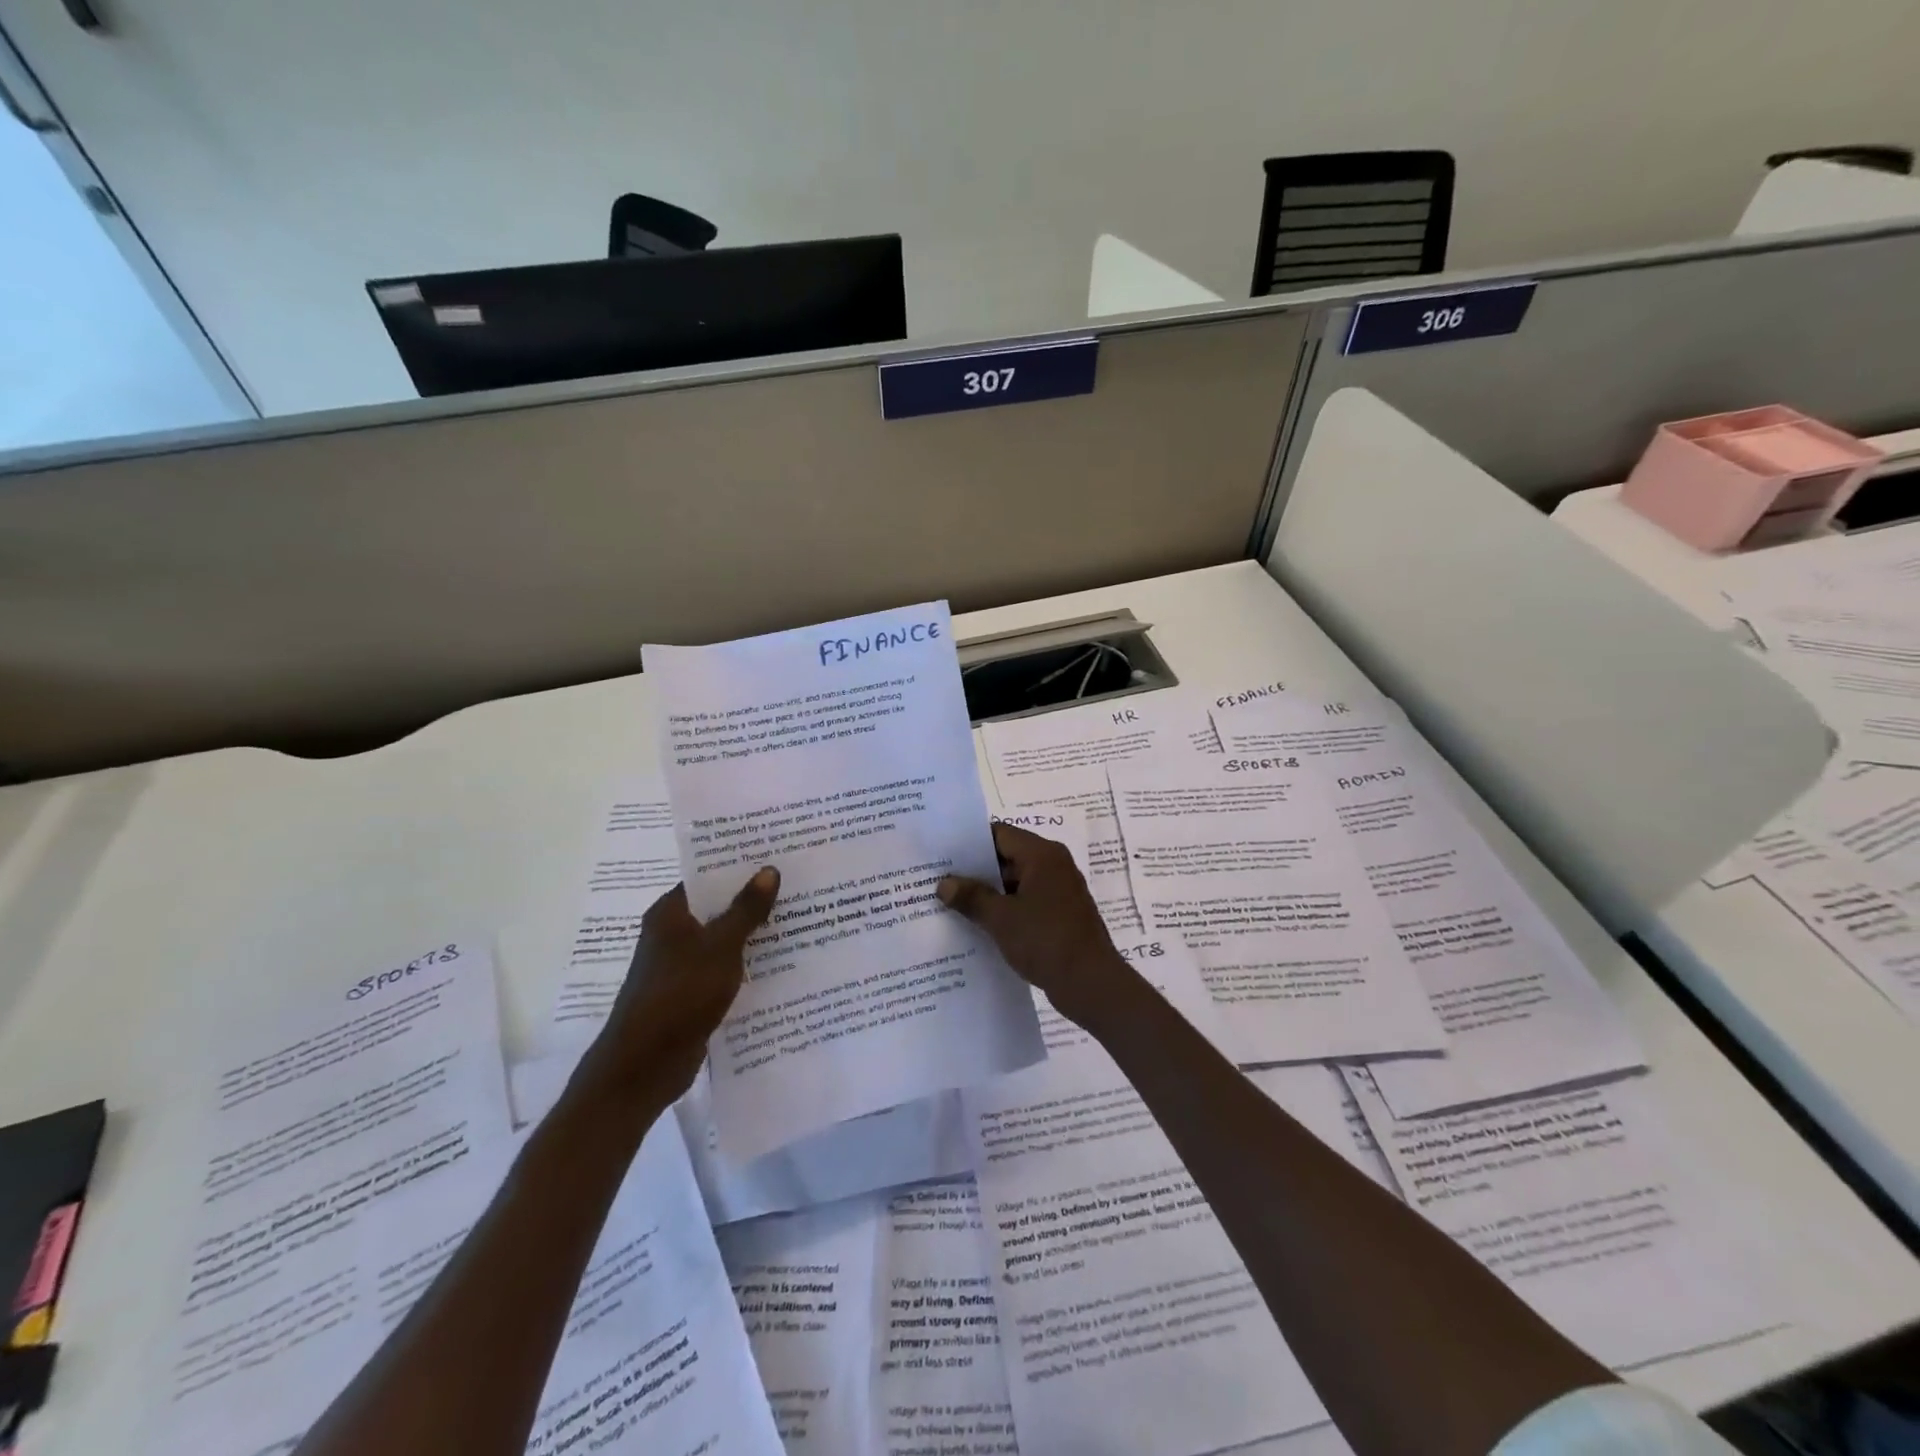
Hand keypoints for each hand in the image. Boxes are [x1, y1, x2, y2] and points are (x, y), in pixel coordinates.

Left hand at [575, 868, 779, 1111]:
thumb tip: (769, 870)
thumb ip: (746, 909)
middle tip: (799, 886)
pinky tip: (781, 964)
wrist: (644, 1066)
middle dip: (754, 900)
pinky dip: (747, 965)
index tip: (777, 857)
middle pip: (718, 908)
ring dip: (754, 934)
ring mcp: (680, 966)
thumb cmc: (679, 995)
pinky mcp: (691, 994)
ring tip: (800, 920)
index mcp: (670, 914)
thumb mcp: (720, 947)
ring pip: (724, 940)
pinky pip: (725, 969)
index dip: (740, 867)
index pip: (707, 878)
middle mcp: (672, 934)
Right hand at [937, 822, 1130, 1028]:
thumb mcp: (1001, 918)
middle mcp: (1054, 865)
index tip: (942, 853)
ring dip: (989, 892)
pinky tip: (979, 924)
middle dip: (975, 869)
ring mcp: (1060, 890)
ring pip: (1016, 881)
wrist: (1091, 983)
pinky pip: (1027, 901)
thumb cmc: (1046, 940)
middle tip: (940, 879)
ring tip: (953, 903)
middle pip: (1008, 856)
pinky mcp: (1061, 914)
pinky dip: (1005, 908)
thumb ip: (972, 897)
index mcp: (1042, 855)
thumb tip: (944, 884)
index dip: (969, 842)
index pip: (1000, 834)